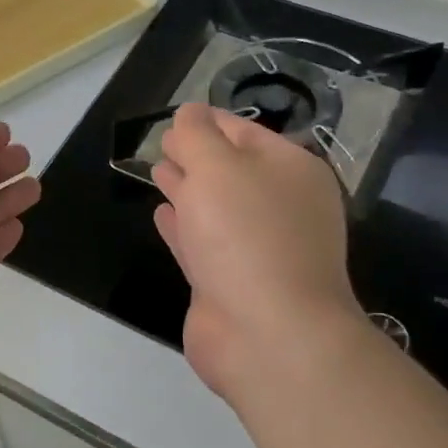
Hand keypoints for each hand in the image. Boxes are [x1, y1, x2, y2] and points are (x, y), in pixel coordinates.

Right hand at [151, 104, 364, 404]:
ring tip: (158, 170)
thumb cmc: (246, 236)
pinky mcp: (230, 282)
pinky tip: (161, 214)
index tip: (176, 116)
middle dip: (196, 154)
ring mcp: (256, 248)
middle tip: (163, 142)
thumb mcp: (217, 168)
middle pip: (231, 170)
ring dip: (187, 188)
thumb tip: (189, 113)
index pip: (244, 132)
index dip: (208, 121)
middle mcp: (279, 206)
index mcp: (290, 170)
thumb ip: (196, 136)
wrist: (267, 333)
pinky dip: (182, 226)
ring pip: (215, 206)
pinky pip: (202, 242)